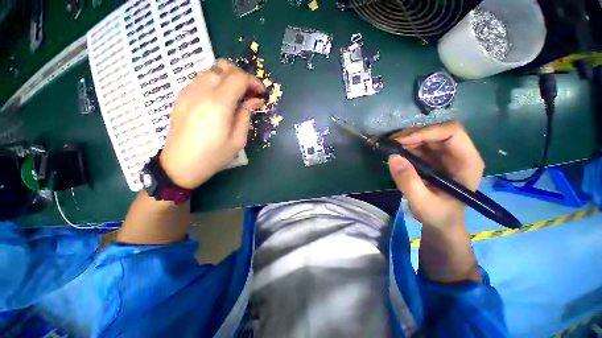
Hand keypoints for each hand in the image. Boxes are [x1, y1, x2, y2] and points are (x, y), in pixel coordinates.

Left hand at [159, 60, 264, 188]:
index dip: (253, 81)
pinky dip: (214, 82)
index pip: (239, 78)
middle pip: (224, 67)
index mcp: (219, 104)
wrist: (181, 164)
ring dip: (227, 77)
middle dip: (241, 76)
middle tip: (249, 92)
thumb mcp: (238, 140)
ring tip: (236, 94)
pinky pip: (200, 79)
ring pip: (211, 70)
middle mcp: (202, 91)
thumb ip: (246, 115)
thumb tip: (255, 100)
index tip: (261, 93)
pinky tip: (219, 98)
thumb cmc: (214, 155)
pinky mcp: (181, 96)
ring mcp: (188, 92)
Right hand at [387, 120, 484, 228]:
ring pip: (424, 137)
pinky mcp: (432, 159)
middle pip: (436, 132)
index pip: (451, 132)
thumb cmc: (438, 215)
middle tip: (389, 144)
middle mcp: (457, 153)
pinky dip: (403, 147)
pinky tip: (393, 153)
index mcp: (466, 162)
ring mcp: (444, 155)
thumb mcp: (422, 203)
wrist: (440, 223)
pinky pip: (417, 146)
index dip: (426, 132)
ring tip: (388, 148)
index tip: (401, 142)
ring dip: (405, 140)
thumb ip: (409, 182)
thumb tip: (393, 157)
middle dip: (411, 135)